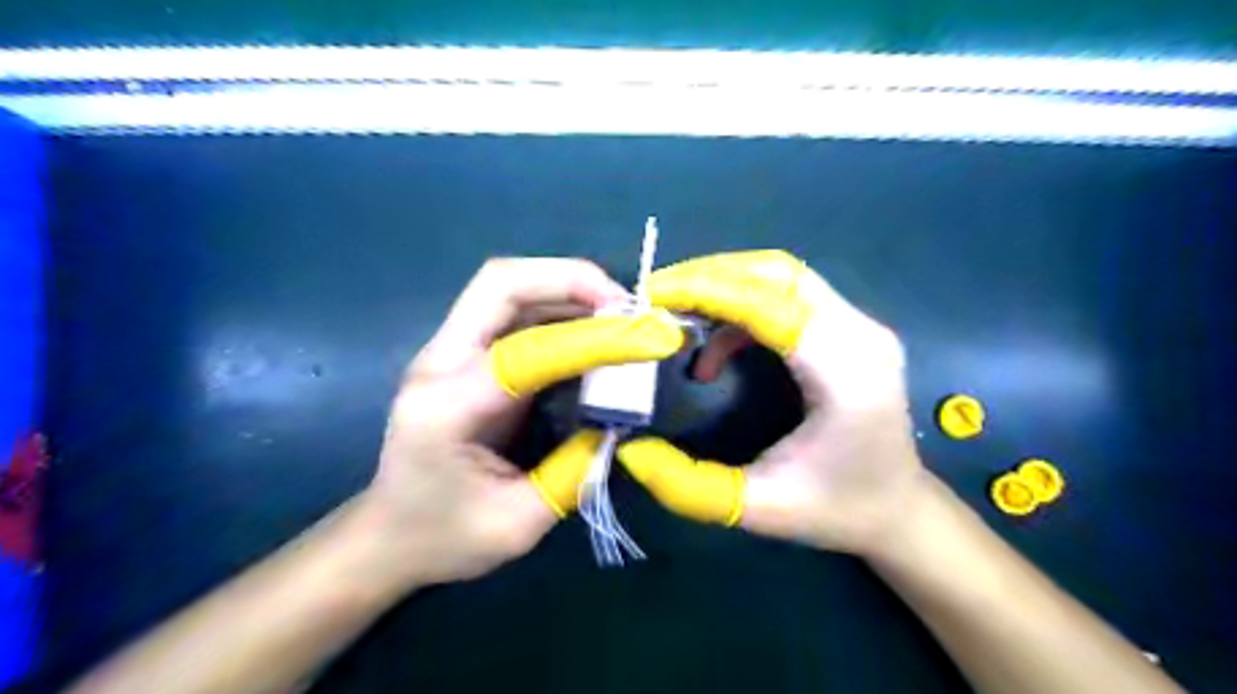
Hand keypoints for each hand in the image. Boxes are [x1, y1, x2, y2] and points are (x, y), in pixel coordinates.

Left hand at [359, 256, 684, 587]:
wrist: (387, 536)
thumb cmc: (443, 536)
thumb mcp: (517, 525)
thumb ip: (574, 472)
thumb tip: (621, 422)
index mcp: (446, 408)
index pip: (526, 350)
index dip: (593, 339)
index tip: (648, 338)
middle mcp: (439, 363)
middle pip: (502, 283)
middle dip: (571, 280)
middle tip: (627, 306)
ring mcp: (447, 352)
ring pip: (508, 287)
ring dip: (568, 288)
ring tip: (620, 313)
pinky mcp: (464, 354)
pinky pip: (514, 310)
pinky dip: (559, 306)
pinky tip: (592, 327)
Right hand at [613, 253, 922, 554]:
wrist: (898, 509)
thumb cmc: (835, 510)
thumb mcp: (757, 508)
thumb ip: (689, 485)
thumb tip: (629, 450)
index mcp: (846, 376)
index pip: (769, 306)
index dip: (706, 291)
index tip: (650, 295)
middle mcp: (861, 335)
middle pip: (778, 273)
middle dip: (710, 276)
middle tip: (657, 297)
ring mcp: (861, 326)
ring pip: (783, 276)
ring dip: (725, 286)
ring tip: (679, 316)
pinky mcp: (851, 328)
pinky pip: (789, 295)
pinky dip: (743, 305)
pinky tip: (719, 344)